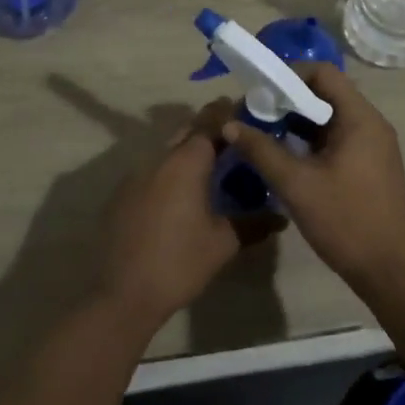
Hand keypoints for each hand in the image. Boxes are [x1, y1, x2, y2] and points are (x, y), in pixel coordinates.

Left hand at [98, 100, 273, 332]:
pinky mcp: (122, 193)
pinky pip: (153, 171)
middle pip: (187, 131)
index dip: (227, 112)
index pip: (210, 121)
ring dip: (189, 152)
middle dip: (209, 130)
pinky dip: (170, 172)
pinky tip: (180, 195)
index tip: (246, 110)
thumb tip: (281, 216)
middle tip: (233, 140)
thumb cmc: (179, 262)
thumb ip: (254, 223)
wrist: (123, 293)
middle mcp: (160, 157)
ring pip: (168, 151)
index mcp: (187, 161)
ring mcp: (136, 174)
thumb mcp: (224, 243)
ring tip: (211, 168)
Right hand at [220, 63, 404, 292]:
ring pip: (330, 118)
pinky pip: (337, 138)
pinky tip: (286, 157)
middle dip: (288, 100)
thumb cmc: (347, 221)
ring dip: (297, 122)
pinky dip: (311, 141)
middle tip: (255, 115)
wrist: (393, 273)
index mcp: (360, 117)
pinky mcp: (370, 166)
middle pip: (326, 93)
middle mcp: (371, 123)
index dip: (289, 75)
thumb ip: (262, 150)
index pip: (323, 73)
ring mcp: (373, 145)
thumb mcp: (297, 185)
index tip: (259, 92)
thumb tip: (230, 124)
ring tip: (264, 135)